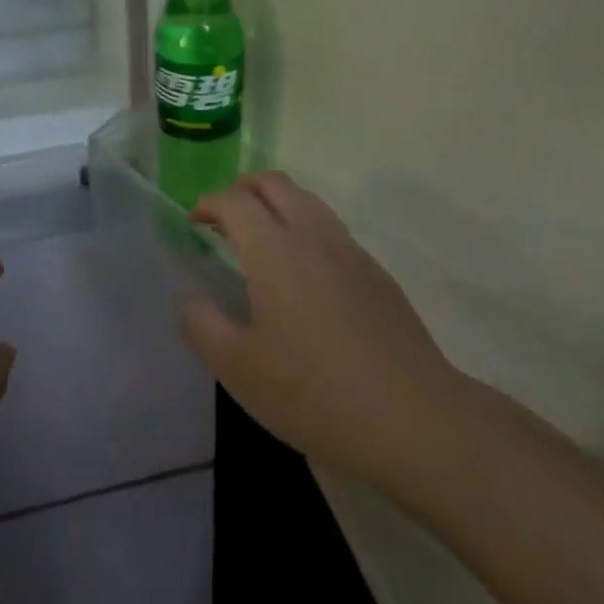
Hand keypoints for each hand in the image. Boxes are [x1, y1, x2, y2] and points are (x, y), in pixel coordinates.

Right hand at [181, 173, 464, 488]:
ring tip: (261, 239)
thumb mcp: (240, 369)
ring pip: (307, 201)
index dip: (208, 202)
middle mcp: (312, 236)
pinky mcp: (376, 273)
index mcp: (274, 250)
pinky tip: (304, 275)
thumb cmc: (314, 393)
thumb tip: (189, 297)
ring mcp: (350, 251)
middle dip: (242, 188)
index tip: (194, 221)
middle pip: (274, 183)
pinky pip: (331, 229)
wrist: (413, 419)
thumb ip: (203, 326)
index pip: (234, 201)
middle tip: (224, 218)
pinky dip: (305, 229)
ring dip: (276, 204)